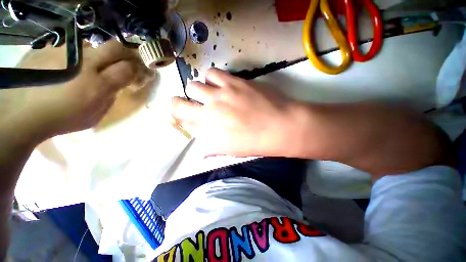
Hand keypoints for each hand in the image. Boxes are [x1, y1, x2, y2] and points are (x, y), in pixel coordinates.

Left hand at [0, 41, 149, 145]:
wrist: (21, 113)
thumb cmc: (62, 118)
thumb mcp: (95, 115)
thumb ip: (110, 97)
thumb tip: (117, 84)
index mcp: (99, 84)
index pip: (128, 68)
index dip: (136, 68)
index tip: (138, 71)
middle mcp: (85, 63)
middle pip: (114, 48)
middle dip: (125, 53)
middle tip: (124, 60)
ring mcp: (65, 52)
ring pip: (92, 45)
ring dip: (97, 55)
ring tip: (87, 67)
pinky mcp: (49, 49)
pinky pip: (70, 48)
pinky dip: (75, 56)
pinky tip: (66, 67)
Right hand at [171, 68, 301, 156]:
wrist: (279, 127)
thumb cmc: (256, 142)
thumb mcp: (232, 151)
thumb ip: (213, 149)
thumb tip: (202, 150)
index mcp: (208, 134)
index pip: (184, 123)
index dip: (183, 119)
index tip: (188, 116)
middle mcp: (208, 115)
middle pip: (178, 104)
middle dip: (179, 103)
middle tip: (190, 102)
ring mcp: (219, 97)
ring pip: (193, 85)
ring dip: (198, 90)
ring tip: (210, 92)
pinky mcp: (231, 82)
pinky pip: (211, 73)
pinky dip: (212, 78)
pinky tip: (220, 84)